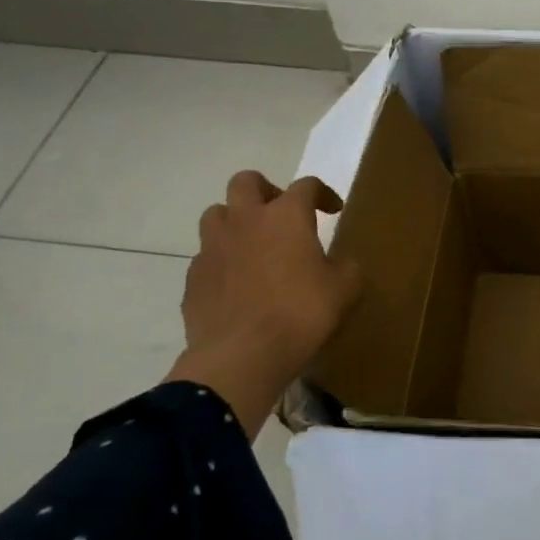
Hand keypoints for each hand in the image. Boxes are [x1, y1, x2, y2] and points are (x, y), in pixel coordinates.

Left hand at [169, 171, 360, 434]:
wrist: (241, 357)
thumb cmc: (301, 314)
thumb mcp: (345, 289)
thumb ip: (346, 267)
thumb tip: (338, 264)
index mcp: (286, 216)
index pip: (306, 185)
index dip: (323, 193)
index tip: (333, 210)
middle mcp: (245, 221)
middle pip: (246, 182)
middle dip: (266, 189)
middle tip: (281, 212)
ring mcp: (213, 248)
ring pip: (216, 214)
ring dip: (236, 221)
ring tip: (254, 244)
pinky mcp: (194, 279)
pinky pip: (207, 257)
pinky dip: (223, 261)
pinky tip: (238, 284)